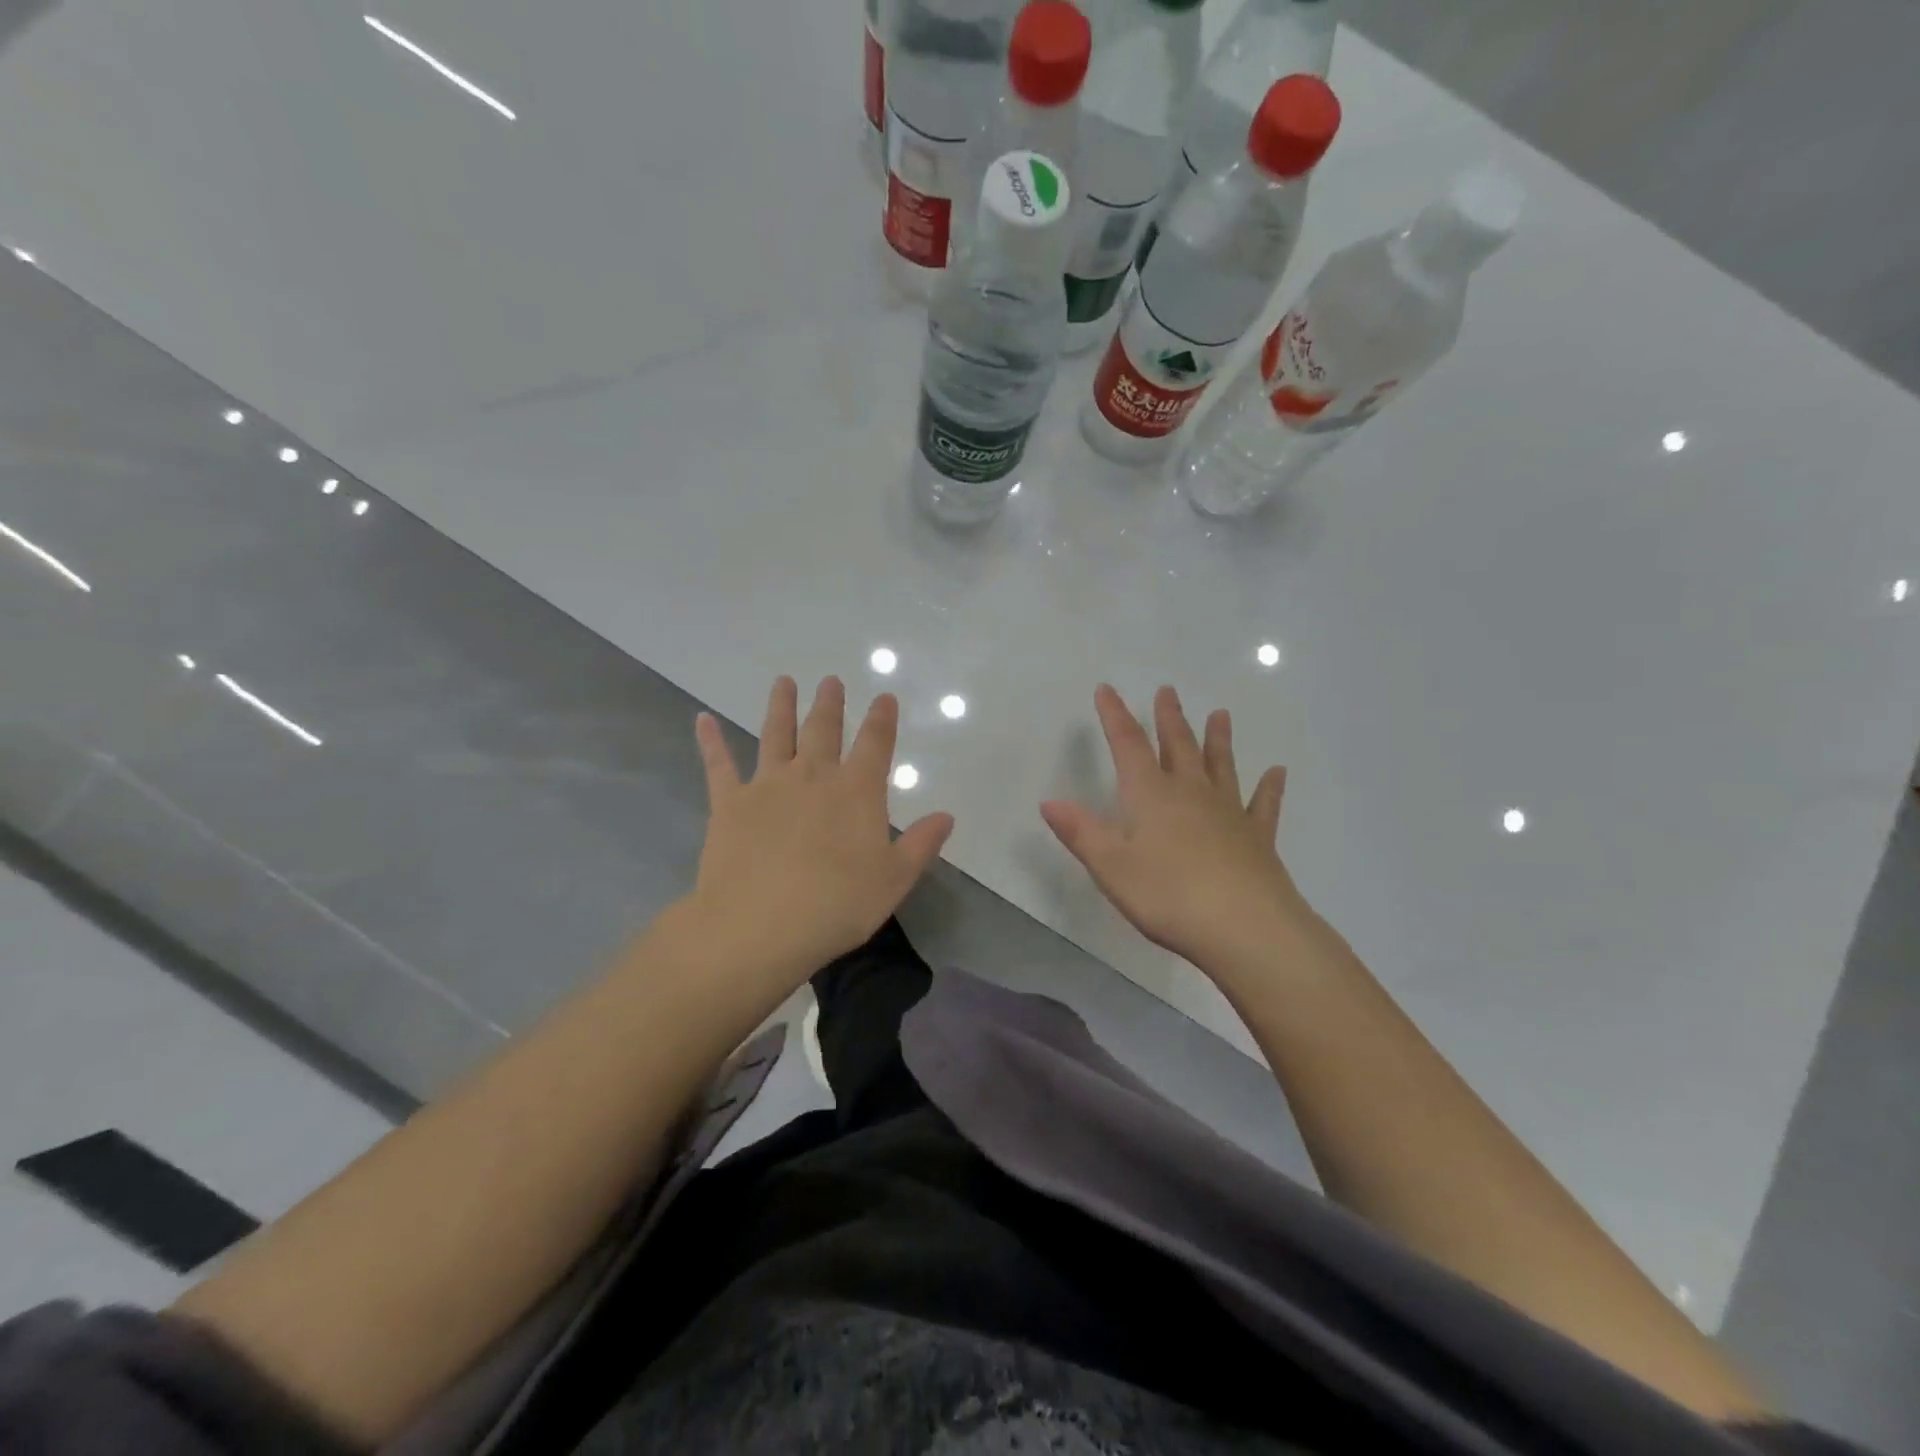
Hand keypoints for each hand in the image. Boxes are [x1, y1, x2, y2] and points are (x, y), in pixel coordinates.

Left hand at [685, 675, 953, 984]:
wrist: (759, 924)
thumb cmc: (837, 905)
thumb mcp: (894, 880)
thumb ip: (922, 844)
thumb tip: (946, 816)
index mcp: (857, 791)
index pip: (875, 744)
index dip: (882, 718)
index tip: (884, 697)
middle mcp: (813, 776)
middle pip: (823, 729)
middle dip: (830, 703)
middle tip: (830, 680)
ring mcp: (768, 785)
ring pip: (776, 734)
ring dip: (781, 706)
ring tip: (783, 681)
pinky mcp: (729, 802)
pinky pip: (718, 764)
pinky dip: (711, 741)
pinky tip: (702, 720)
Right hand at [1041, 684, 1317, 972]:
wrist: (1246, 928)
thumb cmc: (1168, 896)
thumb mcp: (1111, 867)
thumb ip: (1081, 832)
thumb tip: (1049, 801)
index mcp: (1151, 795)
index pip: (1128, 745)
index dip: (1115, 715)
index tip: (1107, 689)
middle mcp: (1191, 793)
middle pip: (1179, 746)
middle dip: (1169, 718)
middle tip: (1167, 690)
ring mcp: (1229, 813)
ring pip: (1221, 766)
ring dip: (1218, 739)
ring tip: (1220, 714)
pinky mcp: (1257, 838)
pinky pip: (1262, 804)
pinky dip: (1269, 787)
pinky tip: (1277, 772)